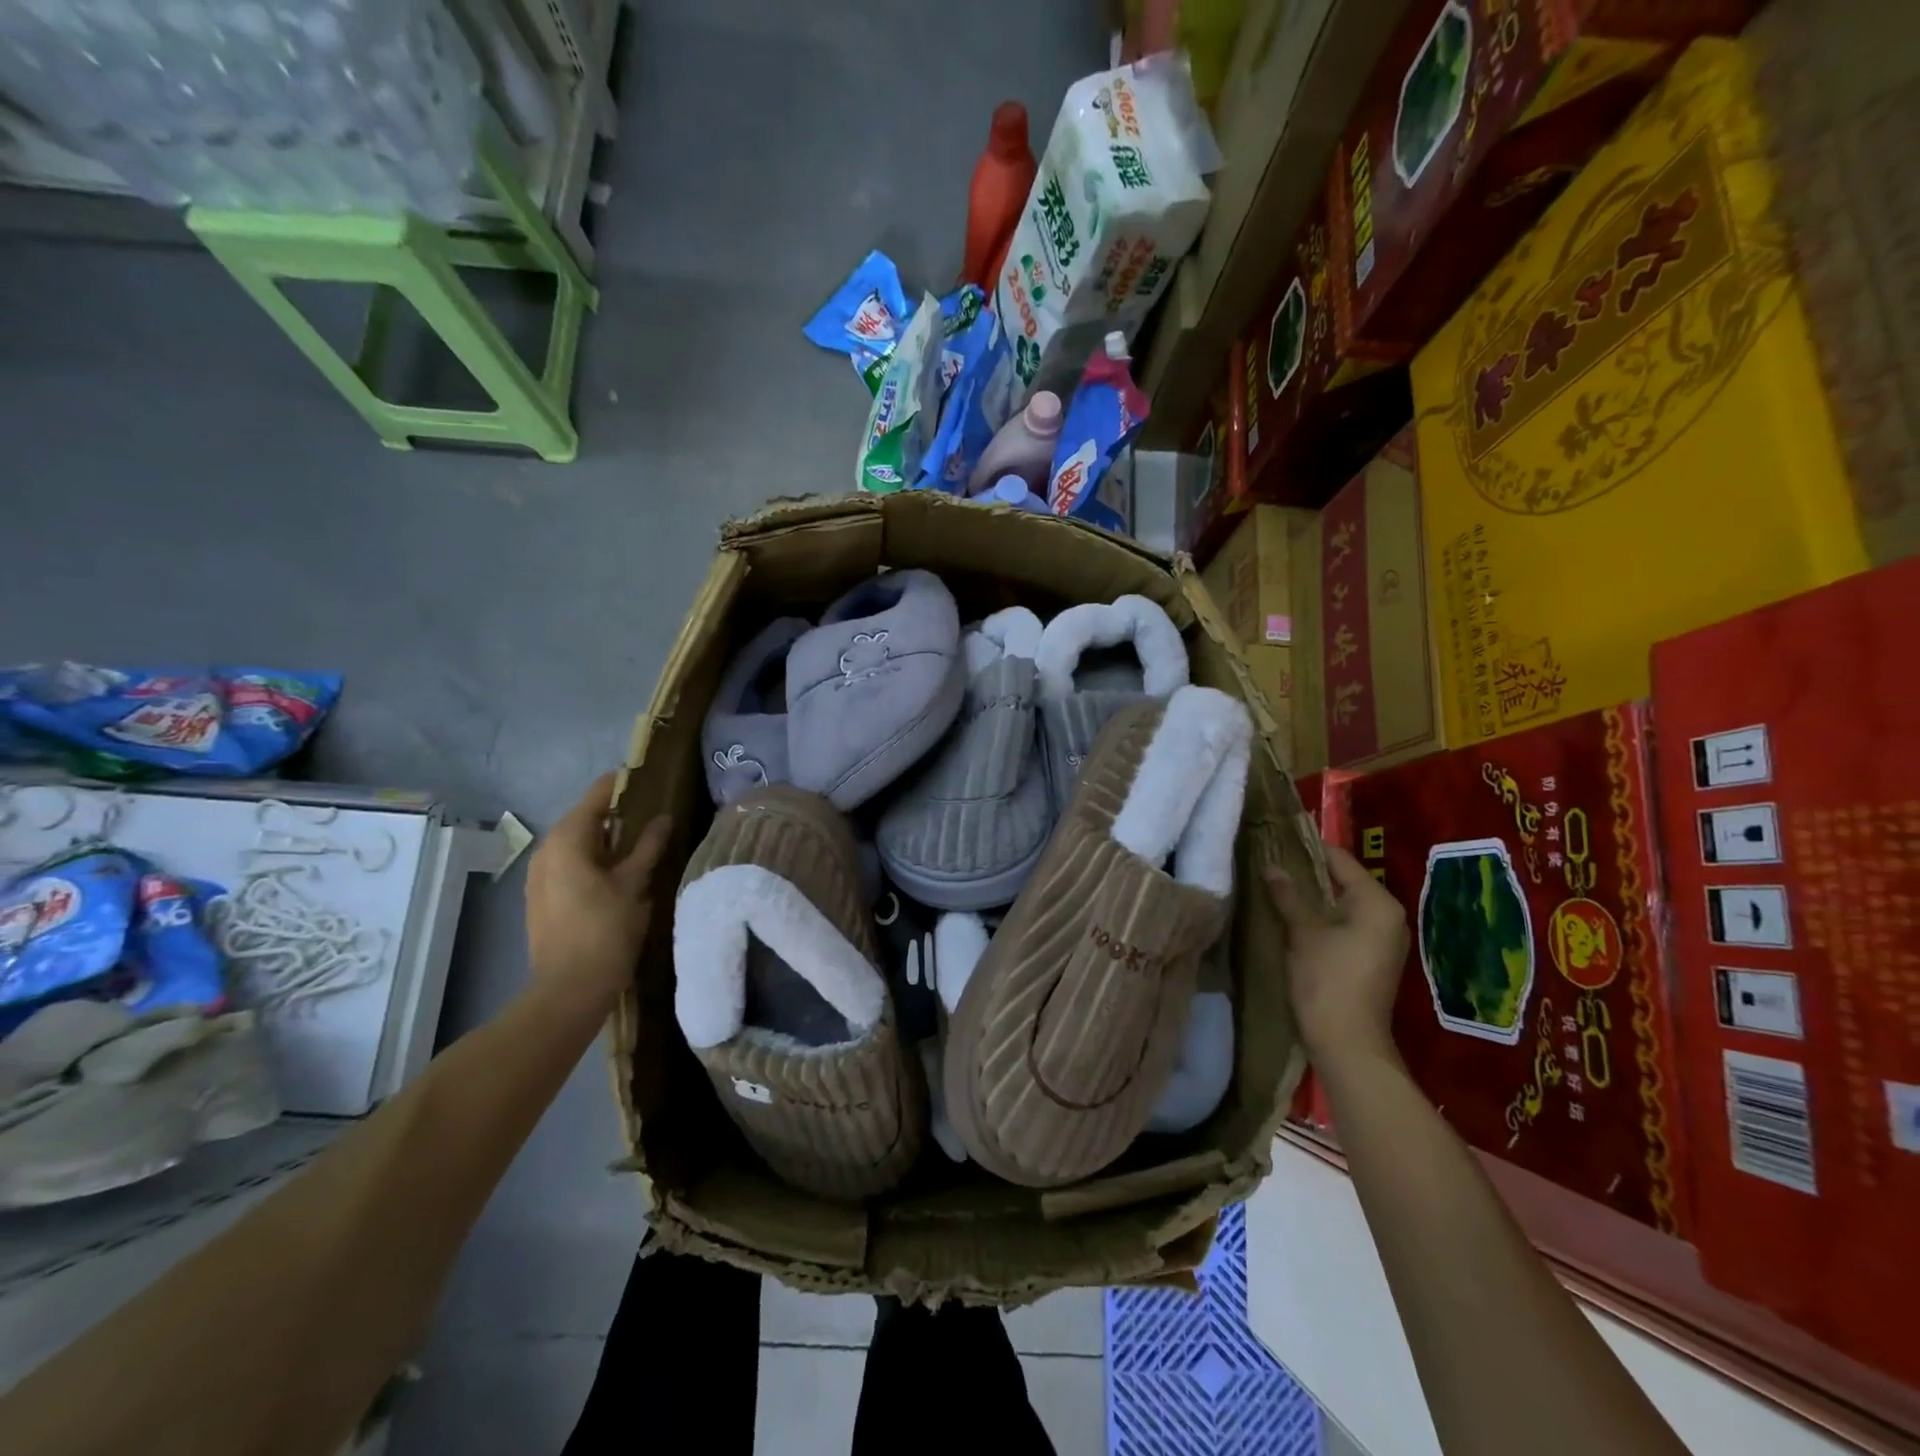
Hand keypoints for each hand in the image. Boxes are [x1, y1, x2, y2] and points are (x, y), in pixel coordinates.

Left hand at [525, 773, 670, 1005]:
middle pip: (584, 819)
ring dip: (605, 839)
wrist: (568, 989)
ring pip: (576, 844)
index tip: (650, 778)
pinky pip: (569, 864)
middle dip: (617, 814)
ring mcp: (539, 876)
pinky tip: (617, 872)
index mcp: (567, 840)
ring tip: (640, 842)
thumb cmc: (605, 930)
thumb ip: (648, 846)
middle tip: (652, 812)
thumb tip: (663, 818)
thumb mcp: (635, 884)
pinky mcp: (541, 898)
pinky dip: (592, 859)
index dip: (623, 785)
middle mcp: (546, 850)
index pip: (597, 796)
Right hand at [1265, 841, 1409, 1069]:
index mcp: (1377, 903)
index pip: (1340, 860)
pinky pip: (1347, 923)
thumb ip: (1288, 895)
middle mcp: (1389, 916)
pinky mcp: (1373, 957)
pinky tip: (1294, 916)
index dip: (1307, 849)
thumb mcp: (1303, 933)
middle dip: (1309, 873)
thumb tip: (1271, 866)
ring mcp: (1384, 939)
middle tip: (1272, 862)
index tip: (1276, 839)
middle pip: (1344, 880)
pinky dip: (1323, 916)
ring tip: (1277, 885)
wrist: (1349, 1044)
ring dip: (1314, 896)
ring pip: (1344, 903)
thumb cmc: (1327, 981)